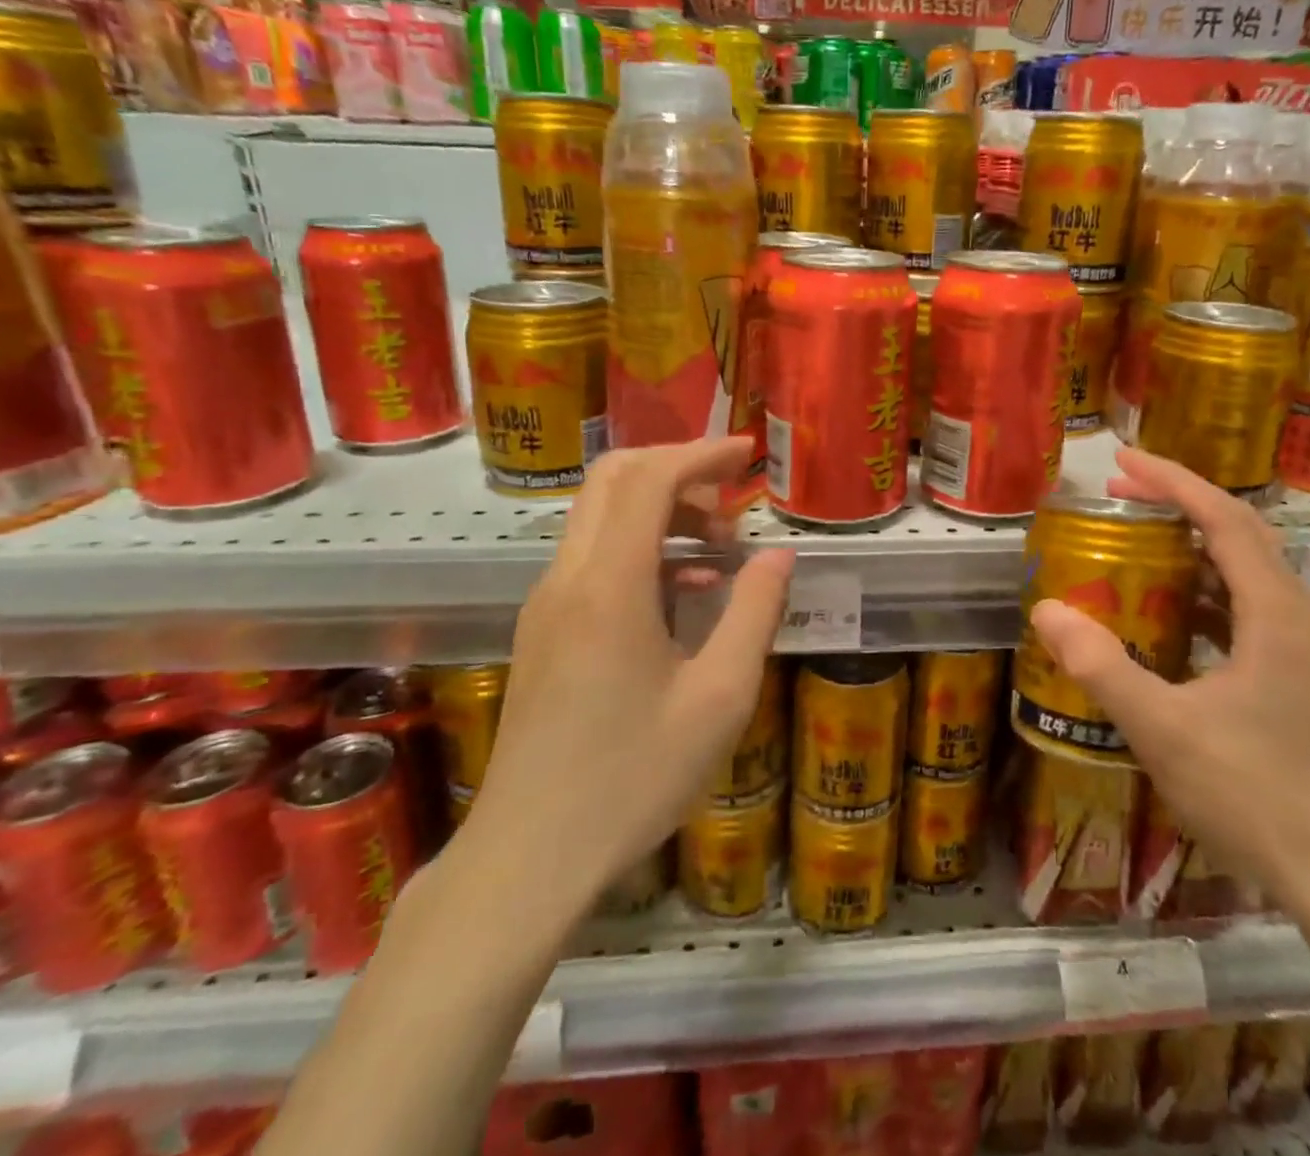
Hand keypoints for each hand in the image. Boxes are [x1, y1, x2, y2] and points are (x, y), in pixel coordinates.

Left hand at [460, 438, 793, 902]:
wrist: (529, 856)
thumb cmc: (633, 778)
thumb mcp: (719, 697)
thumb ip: (753, 613)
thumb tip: (779, 557)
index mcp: (610, 584)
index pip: (650, 478)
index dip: (701, 454)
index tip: (748, 454)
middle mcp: (569, 577)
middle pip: (614, 480)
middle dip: (677, 470)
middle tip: (731, 498)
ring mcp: (548, 602)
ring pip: (601, 517)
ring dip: (661, 512)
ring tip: (719, 551)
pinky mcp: (544, 629)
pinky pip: (593, 559)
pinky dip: (641, 550)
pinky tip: (684, 595)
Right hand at [1028, 446, 1309, 916]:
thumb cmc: (1259, 797)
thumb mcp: (1165, 730)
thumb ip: (1102, 667)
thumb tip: (1046, 609)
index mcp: (1276, 614)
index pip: (1224, 519)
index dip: (1173, 481)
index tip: (1123, 460)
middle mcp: (1298, 618)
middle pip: (1241, 534)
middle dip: (1180, 503)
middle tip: (1121, 492)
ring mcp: (1304, 652)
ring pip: (1247, 573)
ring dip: (1194, 546)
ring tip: (1139, 541)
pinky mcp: (1300, 682)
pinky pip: (1248, 611)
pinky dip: (1205, 592)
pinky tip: (1172, 616)